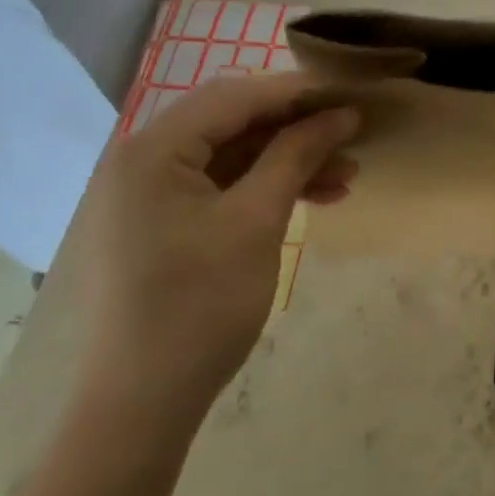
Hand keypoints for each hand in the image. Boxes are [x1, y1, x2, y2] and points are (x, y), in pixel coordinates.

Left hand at [63, 73, 359, 412]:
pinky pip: (222, 185)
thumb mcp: (257, 221)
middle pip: (233, 121)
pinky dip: (266, 186)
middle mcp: (144, 159)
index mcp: (152, 149)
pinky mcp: (164, 220)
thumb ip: (296, 155)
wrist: (142, 405)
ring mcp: (151, 191)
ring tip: (347, 173)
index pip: (234, 96)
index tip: (350, 91)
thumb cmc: (199, 306)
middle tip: (352, 130)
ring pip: (233, 154)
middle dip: (297, 126)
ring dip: (289, 158)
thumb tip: (343, 114)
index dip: (297, 91)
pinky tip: (316, 196)